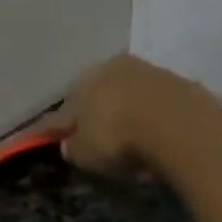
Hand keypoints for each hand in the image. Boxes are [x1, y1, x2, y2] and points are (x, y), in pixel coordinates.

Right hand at [48, 54, 220, 177]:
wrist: (175, 123)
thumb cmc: (118, 139)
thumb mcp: (85, 154)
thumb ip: (73, 148)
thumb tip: (69, 144)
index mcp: (80, 84)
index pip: (62, 111)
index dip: (53, 127)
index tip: (46, 136)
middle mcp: (110, 67)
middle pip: (96, 95)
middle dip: (93, 114)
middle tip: (94, 136)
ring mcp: (145, 70)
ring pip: (125, 93)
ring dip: (123, 111)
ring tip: (126, 136)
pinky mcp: (175, 79)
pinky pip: (152, 101)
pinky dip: (148, 115)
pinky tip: (151, 132)